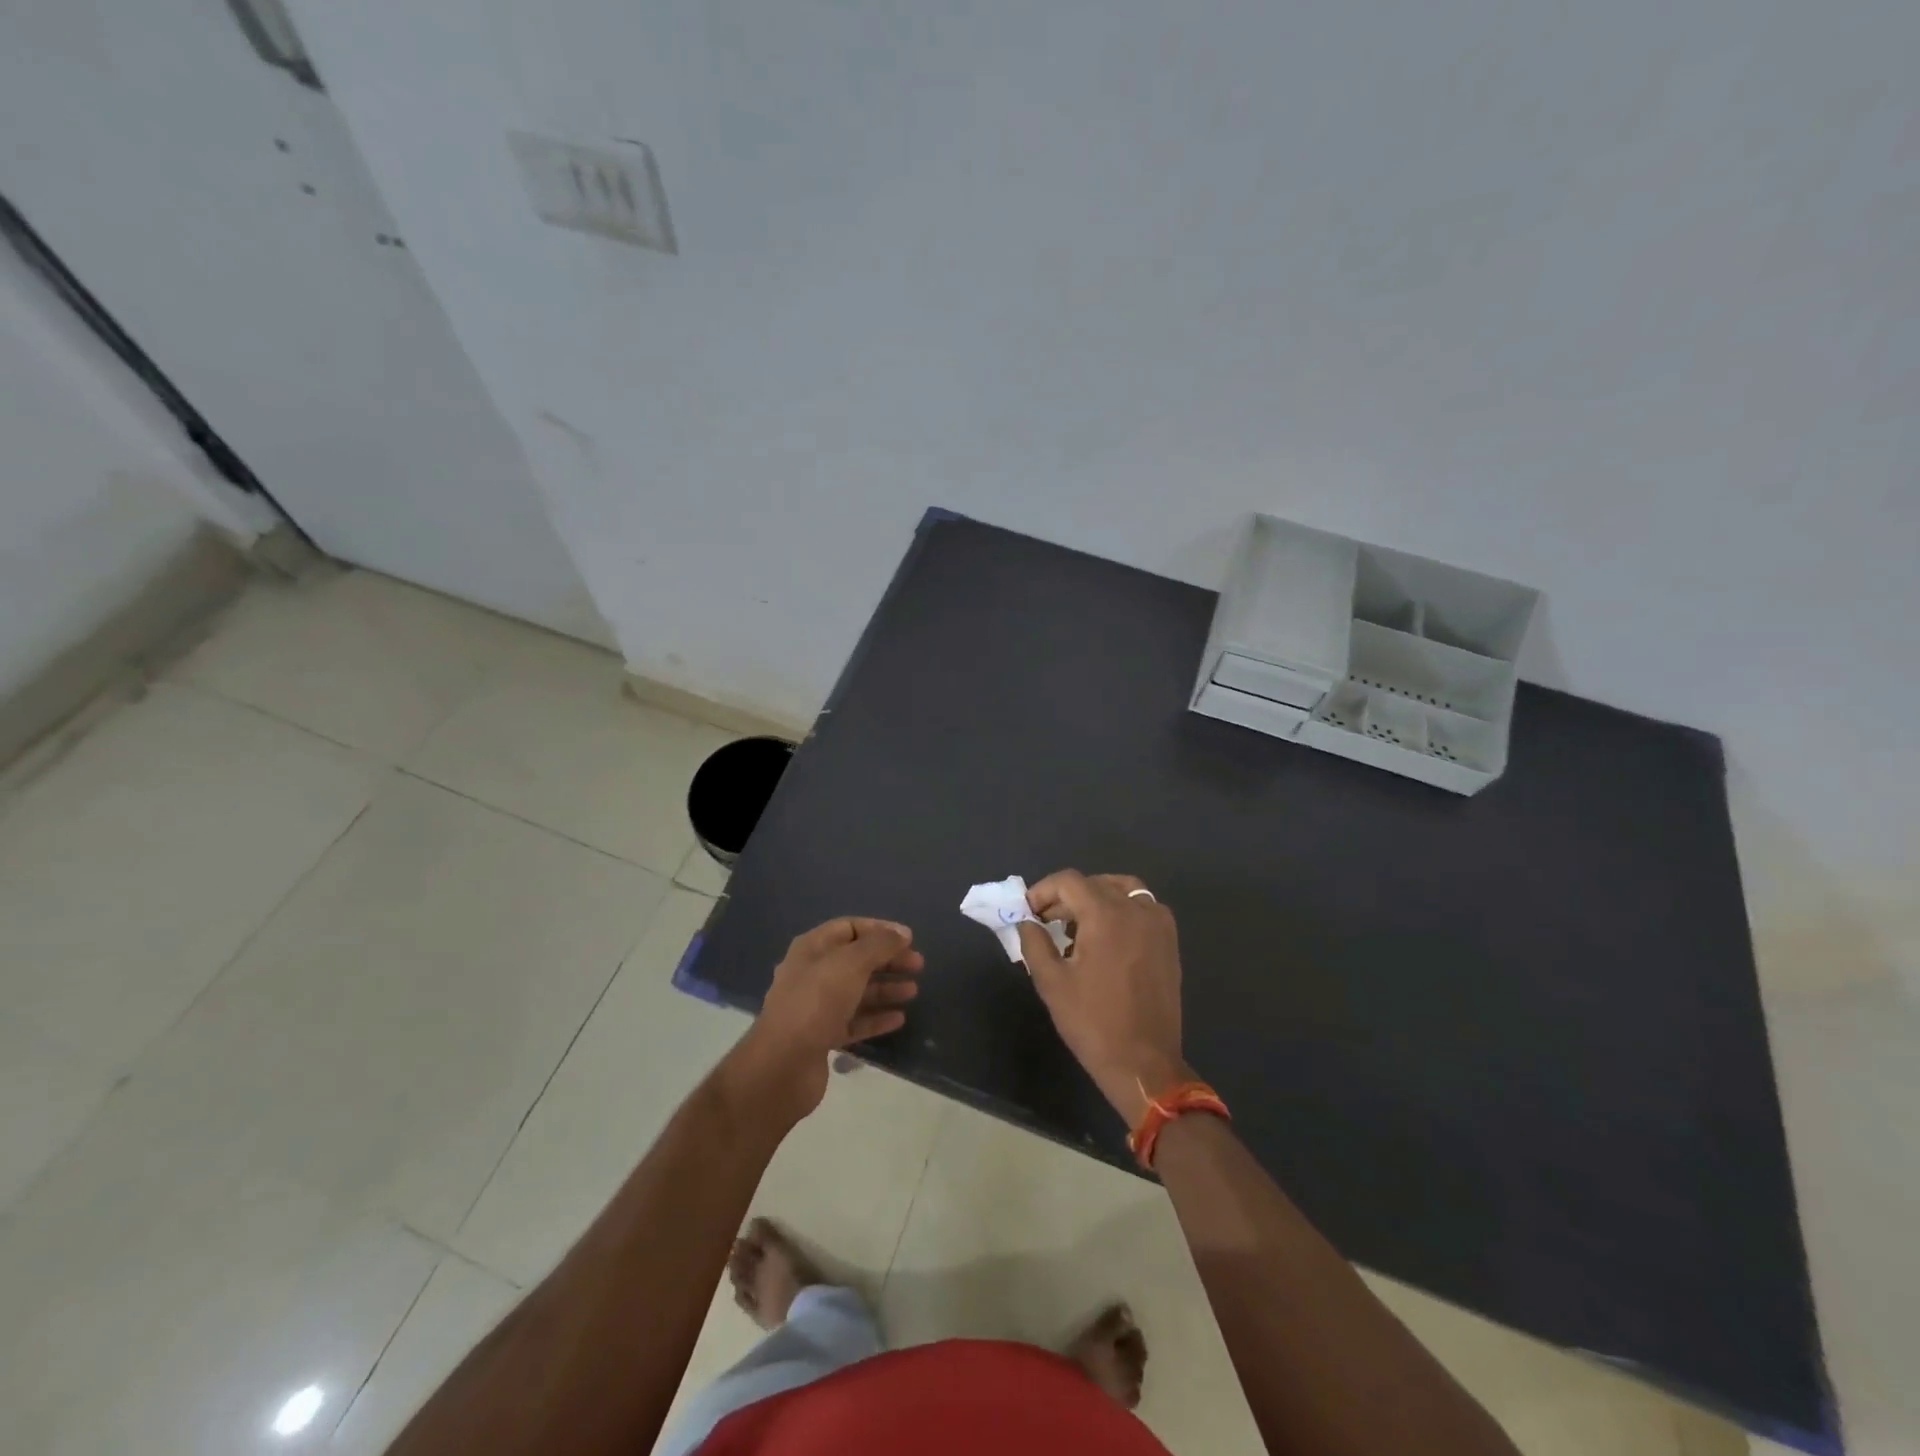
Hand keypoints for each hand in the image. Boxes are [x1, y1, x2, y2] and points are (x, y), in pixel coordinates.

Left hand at [733, 917, 922, 1121]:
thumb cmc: (816, 1002)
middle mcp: (812, 973)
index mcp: (812, 949)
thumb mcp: (851, 963)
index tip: (909, 939)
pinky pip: (854, 1021)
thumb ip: (879, 944)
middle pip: (856, 960)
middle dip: (887, 960)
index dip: (880, 930)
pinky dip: (876, 1018)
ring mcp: (816, 1007)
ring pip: (857, 991)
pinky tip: (899, 1020)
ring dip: (885, 989)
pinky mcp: (821, 1037)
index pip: (850, 928)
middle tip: (919, 966)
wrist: (782, 1065)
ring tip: (913, 992)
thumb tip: (902, 933)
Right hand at [1017, 871, 1189, 1126]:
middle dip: (1066, 896)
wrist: (1144, 1063)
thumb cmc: (1093, 1023)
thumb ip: (1034, 943)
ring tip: (1076, 924)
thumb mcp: (1051, 982)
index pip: (1069, 881)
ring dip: (1095, 897)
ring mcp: (1158, 924)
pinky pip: (1143, 907)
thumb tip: (1026, 922)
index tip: (1028, 912)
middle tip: (1046, 921)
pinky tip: (1107, 936)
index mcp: (1106, 915)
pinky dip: (1122, 909)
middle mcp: (1136, 910)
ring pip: (1123, 889)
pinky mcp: (1169, 942)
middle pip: (1095, 883)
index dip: (1042, 891)